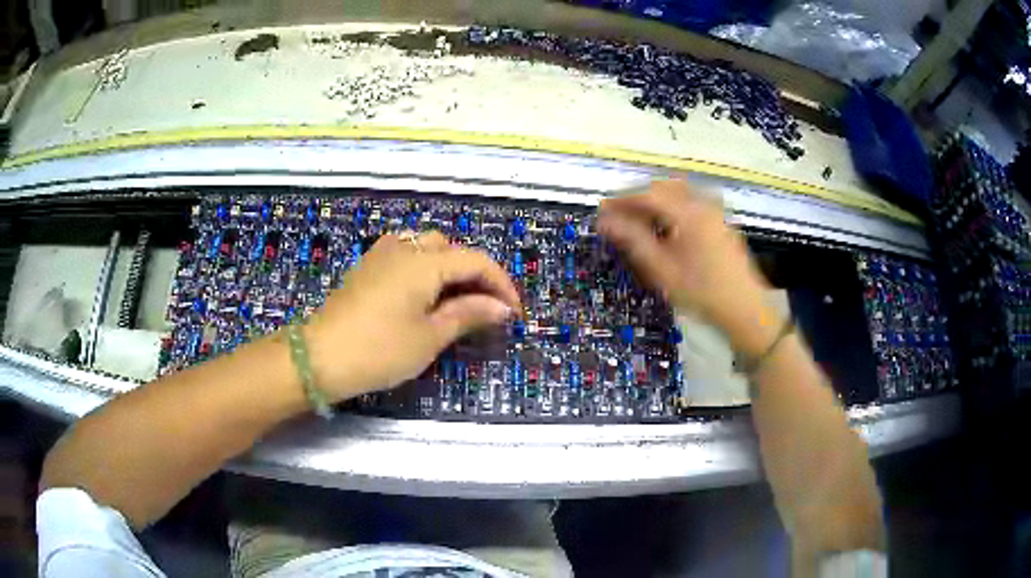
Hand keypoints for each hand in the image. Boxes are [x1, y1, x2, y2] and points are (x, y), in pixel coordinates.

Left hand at [302, 232, 520, 400]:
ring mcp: (381, 255)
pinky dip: (425, 270)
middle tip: (485, 308)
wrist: (320, 357)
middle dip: (475, 274)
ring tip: (457, 301)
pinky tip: (424, 296)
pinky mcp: (367, 268)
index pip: (476, 260)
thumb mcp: (430, 336)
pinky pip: (406, 256)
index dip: (501, 284)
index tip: (514, 313)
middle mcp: (404, 247)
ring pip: (427, 248)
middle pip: (451, 249)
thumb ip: (468, 314)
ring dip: (449, 269)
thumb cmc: (379, 349)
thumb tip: (501, 307)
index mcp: (424, 261)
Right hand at [597, 180, 778, 354]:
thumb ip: (633, 240)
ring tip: (637, 221)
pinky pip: (690, 203)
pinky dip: (671, 208)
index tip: (601, 211)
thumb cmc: (702, 292)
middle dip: (637, 198)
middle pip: (663, 188)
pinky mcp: (720, 222)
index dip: (622, 200)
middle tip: (617, 216)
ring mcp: (715, 212)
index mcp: (689, 212)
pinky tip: (665, 228)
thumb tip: (605, 222)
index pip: (648, 194)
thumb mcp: (662, 270)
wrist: (745, 309)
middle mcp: (703, 203)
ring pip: (678, 194)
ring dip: (655, 201)